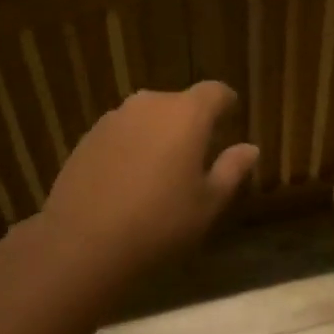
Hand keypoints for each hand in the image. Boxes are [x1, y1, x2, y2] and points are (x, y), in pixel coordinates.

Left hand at [41, 82, 259, 286]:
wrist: (83, 242)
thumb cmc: (159, 223)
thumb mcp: (207, 204)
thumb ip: (231, 169)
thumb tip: (250, 148)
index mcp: (187, 114)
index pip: (214, 91)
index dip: (226, 102)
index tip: (231, 115)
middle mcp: (150, 103)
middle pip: (179, 103)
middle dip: (191, 122)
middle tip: (197, 154)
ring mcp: (115, 117)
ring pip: (148, 116)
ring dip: (158, 133)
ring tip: (161, 168)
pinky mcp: (89, 135)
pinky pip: (122, 132)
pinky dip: (131, 146)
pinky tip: (128, 179)